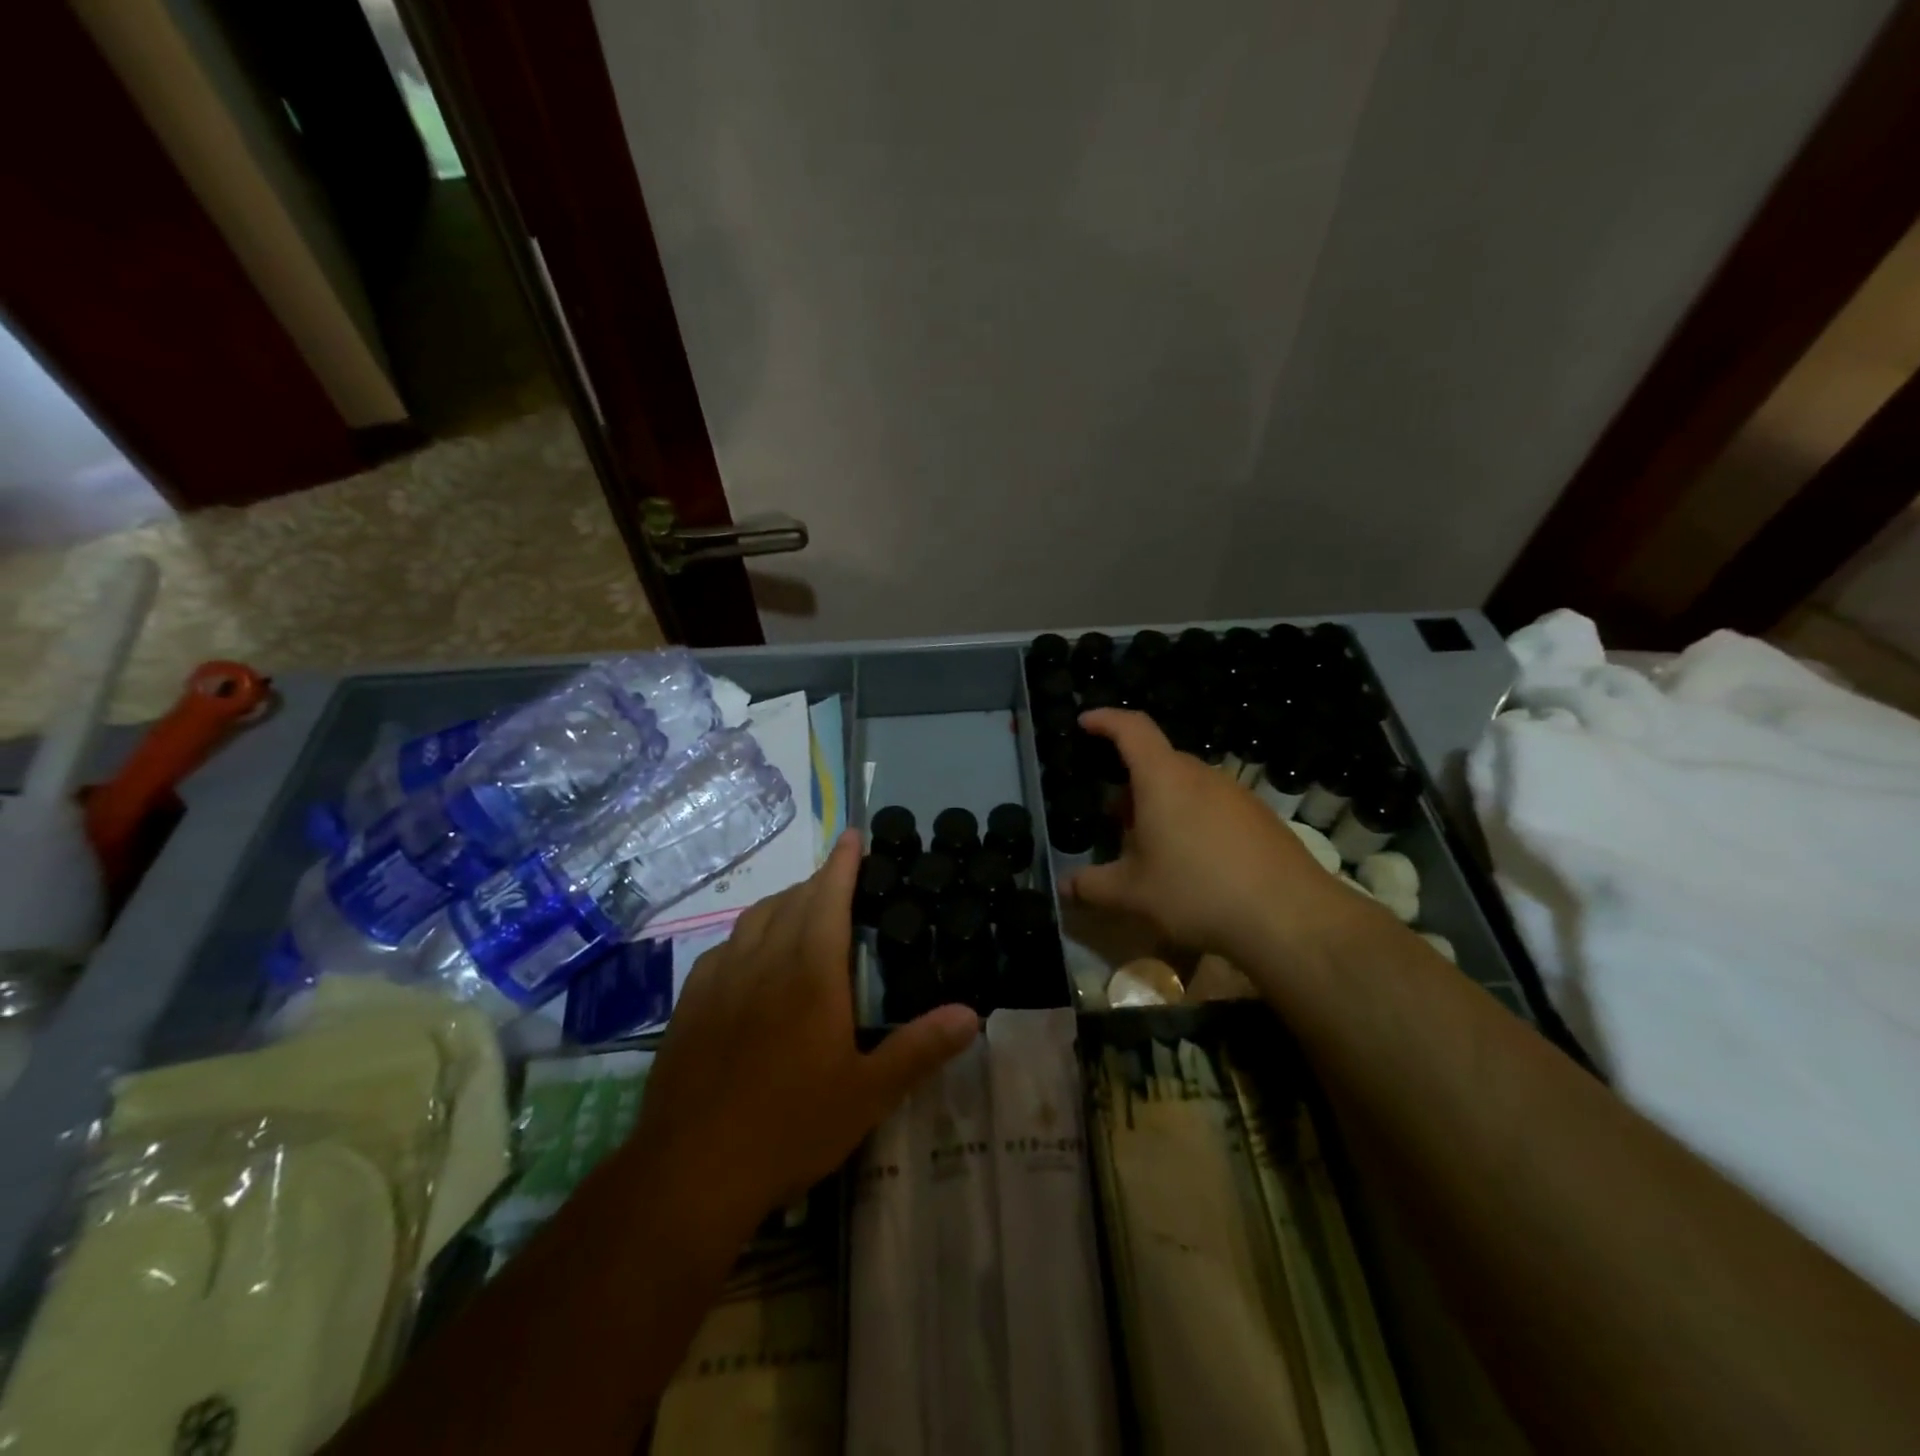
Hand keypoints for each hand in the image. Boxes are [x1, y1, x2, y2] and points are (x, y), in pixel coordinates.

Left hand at [626, 831, 977, 1234]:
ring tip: (800, 909)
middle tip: (839, 880)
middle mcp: (763, 962)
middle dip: (818, 882)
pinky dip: (747, 935)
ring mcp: (720, 981)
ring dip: (782, 903)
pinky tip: (751, 958)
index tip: (853, 836)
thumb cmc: (789, 1127)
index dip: (843, 863)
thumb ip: (920, 1048)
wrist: (690, 1172)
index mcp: (810, 973)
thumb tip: (972, 1014)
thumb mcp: (868, 1094)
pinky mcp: (689, 1005)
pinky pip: (723, 948)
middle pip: (791, 901)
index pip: (828, 897)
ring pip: (754, 919)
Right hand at [1066, 709, 1349, 959]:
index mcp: (1163, 778)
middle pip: (1158, 761)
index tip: (1086, 722)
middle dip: (1131, 782)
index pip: (1132, 728)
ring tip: (1152, 846)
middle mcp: (1201, 775)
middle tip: (1115, 817)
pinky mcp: (1260, 818)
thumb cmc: (1197, 891)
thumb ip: (1092, 886)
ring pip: (1187, 785)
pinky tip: (1194, 863)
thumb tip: (1063, 887)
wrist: (1289, 916)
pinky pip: (1213, 805)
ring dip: (1162, 803)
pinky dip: (1192, 818)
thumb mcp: (1133, 893)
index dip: (1106, 720)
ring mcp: (1236, 794)